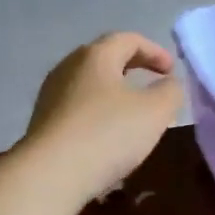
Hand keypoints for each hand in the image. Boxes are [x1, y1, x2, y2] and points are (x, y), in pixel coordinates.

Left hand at [17, 32, 183, 206]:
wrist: (50, 175)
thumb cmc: (107, 134)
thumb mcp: (155, 112)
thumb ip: (170, 92)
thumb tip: (169, 84)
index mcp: (95, 56)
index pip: (128, 39)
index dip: (154, 51)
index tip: (172, 70)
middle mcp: (68, 67)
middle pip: (104, 58)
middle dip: (132, 67)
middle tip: (152, 83)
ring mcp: (50, 95)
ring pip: (88, 84)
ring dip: (113, 92)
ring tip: (131, 112)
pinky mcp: (42, 122)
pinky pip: (76, 108)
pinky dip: (97, 112)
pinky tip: (106, 135)